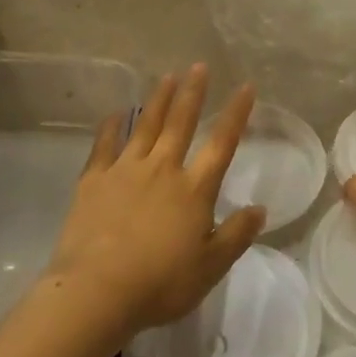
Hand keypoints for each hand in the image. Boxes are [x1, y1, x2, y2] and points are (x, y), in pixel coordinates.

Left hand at [45, 64, 264, 337]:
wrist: (97, 291)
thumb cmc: (160, 284)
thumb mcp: (210, 268)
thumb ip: (236, 235)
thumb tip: (260, 209)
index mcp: (194, 189)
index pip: (221, 143)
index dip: (235, 113)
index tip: (244, 86)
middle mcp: (162, 169)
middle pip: (181, 123)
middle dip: (193, 92)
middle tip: (199, 65)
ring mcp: (126, 170)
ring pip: (146, 125)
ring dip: (158, 99)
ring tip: (167, 77)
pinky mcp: (95, 180)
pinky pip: (105, 145)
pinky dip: (111, 127)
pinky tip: (114, 114)